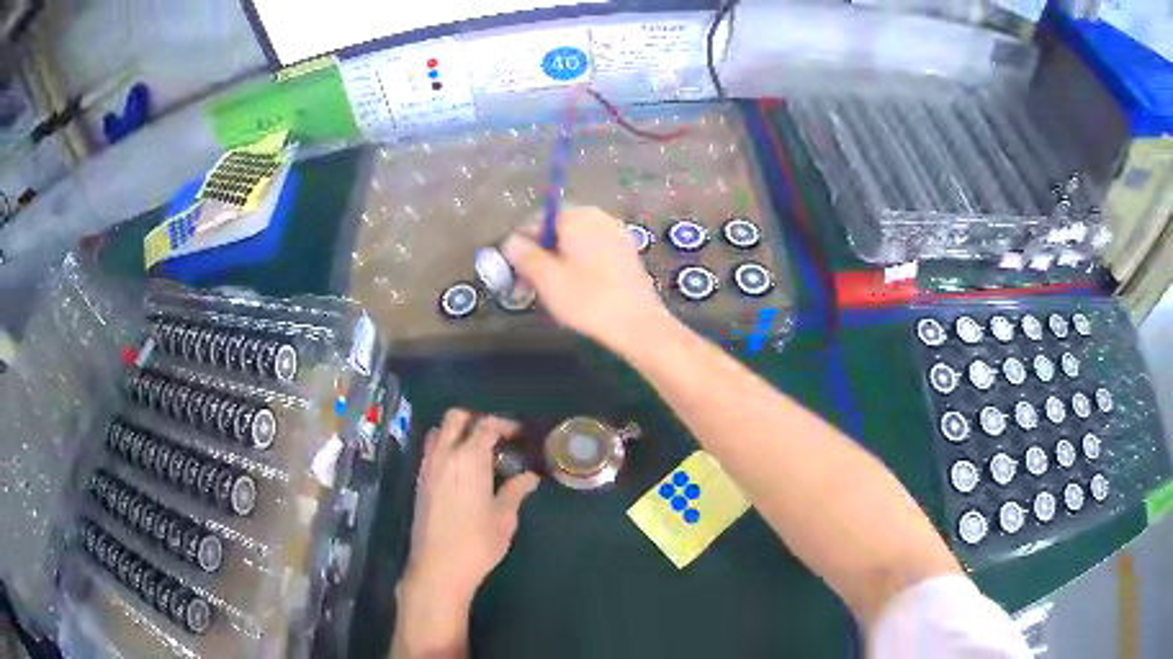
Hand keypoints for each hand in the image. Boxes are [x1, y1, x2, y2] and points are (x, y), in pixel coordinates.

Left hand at [402, 409, 538, 601]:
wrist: (438, 567)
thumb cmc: (477, 543)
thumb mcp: (504, 517)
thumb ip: (515, 491)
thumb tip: (529, 477)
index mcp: (469, 459)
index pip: (486, 425)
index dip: (504, 424)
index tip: (518, 434)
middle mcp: (444, 455)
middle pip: (455, 418)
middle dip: (475, 420)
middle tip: (495, 437)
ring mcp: (428, 467)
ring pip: (438, 432)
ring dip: (457, 432)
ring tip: (476, 452)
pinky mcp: (419, 482)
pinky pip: (430, 451)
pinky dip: (445, 448)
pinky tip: (460, 471)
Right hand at [502, 206, 673, 353]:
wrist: (638, 324)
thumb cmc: (588, 299)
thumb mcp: (546, 279)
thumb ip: (524, 255)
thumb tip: (510, 241)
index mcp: (577, 216)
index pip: (536, 221)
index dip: (522, 246)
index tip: (517, 274)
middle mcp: (598, 217)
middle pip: (557, 230)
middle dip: (541, 255)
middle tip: (532, 285)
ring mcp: (616, 234)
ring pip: (575, 243)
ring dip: (559, 262)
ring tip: (554, 291)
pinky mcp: (627, 253)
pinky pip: (593, 252)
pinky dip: (580, 266)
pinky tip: (579, 291)